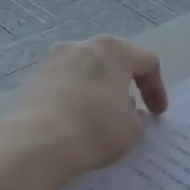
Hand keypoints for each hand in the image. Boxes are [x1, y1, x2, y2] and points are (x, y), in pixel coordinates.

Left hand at [9, 35, 168, 178]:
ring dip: (97, 90)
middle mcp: (83, 46)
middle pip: (113, 61)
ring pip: (85, 71)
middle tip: (131, 108)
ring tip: (101, 116)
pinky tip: (76, 121)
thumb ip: (137, 118)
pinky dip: (74, 98)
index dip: (157, 89)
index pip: (147, 62)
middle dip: (124, 84)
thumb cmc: (96, 129)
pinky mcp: (32, 78)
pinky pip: (63, 85)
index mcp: (114, 51)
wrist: (38, 143)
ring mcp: (53, 60)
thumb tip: (130, 112)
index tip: (157, 114)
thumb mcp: (132, 130)